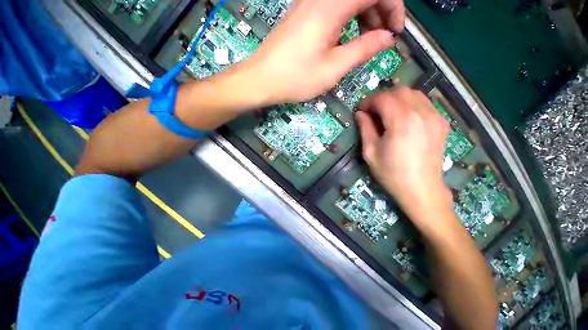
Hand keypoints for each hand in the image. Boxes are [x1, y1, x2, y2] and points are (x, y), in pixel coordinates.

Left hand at [242, 0, 404, 103]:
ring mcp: (310, 3)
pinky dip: (347, 20)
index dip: (392, 6)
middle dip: (379, 11)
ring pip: (347, 0)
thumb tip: (386, 38)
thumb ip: (363, 50)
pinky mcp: (303, 14)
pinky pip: (334, 8)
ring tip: (365, 42)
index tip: (396, 31)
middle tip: (382, 39)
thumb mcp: (333, 69)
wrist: (262, 79)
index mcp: (332, 6)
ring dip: (363, 16)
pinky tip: (346, 39)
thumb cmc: (296, 78)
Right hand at [356, 87, 453, 229]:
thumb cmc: (391, 173)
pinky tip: (402, 118)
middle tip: (371, 111)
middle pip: (399, 91)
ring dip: (396, 99)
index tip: (360, 110)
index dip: (368, 101)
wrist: (421, 189)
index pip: (383, 98)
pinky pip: (424, 103)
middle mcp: (421, 113)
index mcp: (401, 121)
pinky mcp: (441, 122)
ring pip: (413, 93)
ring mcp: (435, 116)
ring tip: (386, 113)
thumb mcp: (371, 152)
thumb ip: (365, 129)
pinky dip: (409, 104)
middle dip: (381, 97)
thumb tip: (360, 114)